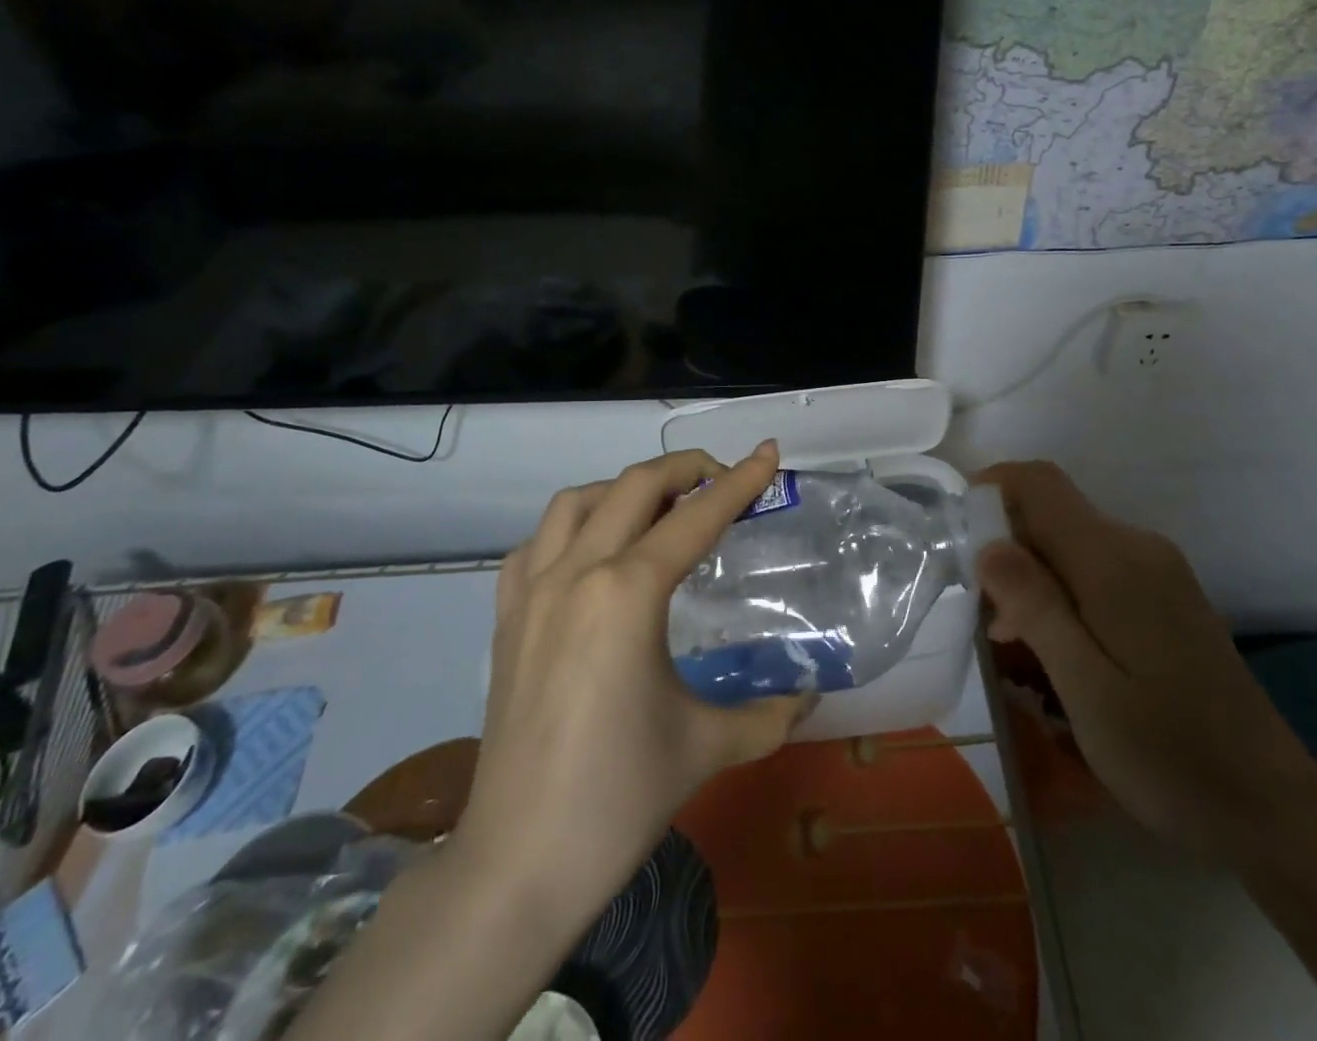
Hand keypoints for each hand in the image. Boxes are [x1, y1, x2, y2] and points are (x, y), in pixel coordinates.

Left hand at [453, 442, 809, 942]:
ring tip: (659, 507)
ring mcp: (532, 590)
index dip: (740, 482)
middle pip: (635, 486)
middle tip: (722, 477)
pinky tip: (592, 552)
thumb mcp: (707, 746)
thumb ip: (769, 713)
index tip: (768, 453)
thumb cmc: (619, 797)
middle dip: (685, 468)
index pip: (696, 517)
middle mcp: (577, 572)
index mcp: (628, 592)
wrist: (518, 863)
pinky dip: (571, 526)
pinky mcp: (506, 617)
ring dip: (624, 489)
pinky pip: (537, 543)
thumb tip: (811, 696)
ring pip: (577, 501)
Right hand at [974, 461, 1316, 862]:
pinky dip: (1058, 590)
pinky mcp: (1164, 596)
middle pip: (1050, 511)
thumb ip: (1036, 607)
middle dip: (1002, 545)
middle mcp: (1137, 547)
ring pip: (1068, 541)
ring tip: (1007, 640)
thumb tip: (989, 543)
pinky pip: (1094, 567)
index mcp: (1114, 560)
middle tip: (977, 612)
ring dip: (1028, 575)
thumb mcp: (1087, 688)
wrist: (1273, 810)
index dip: (989, 489)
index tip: (955, 535)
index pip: (1039, 482)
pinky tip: (1052, 647)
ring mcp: (1156, 571)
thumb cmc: (1169, 754)